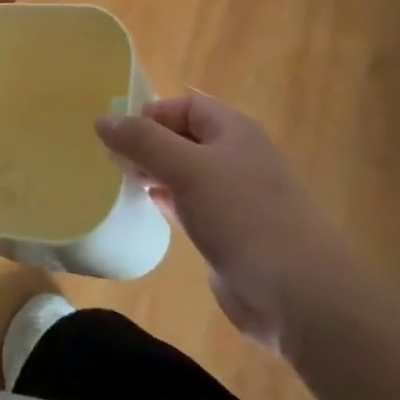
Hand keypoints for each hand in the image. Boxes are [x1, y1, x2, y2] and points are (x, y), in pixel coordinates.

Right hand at [96, 93, 364, 349]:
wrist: (297, 294)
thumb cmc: (242, 216)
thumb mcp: (186, 168)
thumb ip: (142, 140)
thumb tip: (102, 119)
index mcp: (234, 131)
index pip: (185, 106)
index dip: (151, 114)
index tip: (117, 136)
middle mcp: (236, 158)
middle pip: (183, 137)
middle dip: (147, 144)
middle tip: (112, 160)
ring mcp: (234, 198)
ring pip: (185, 173)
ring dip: (153, 173)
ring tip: (120, 181)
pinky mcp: (228, 232)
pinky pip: (189, 206)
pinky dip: (166, 202)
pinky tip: (145, 208)